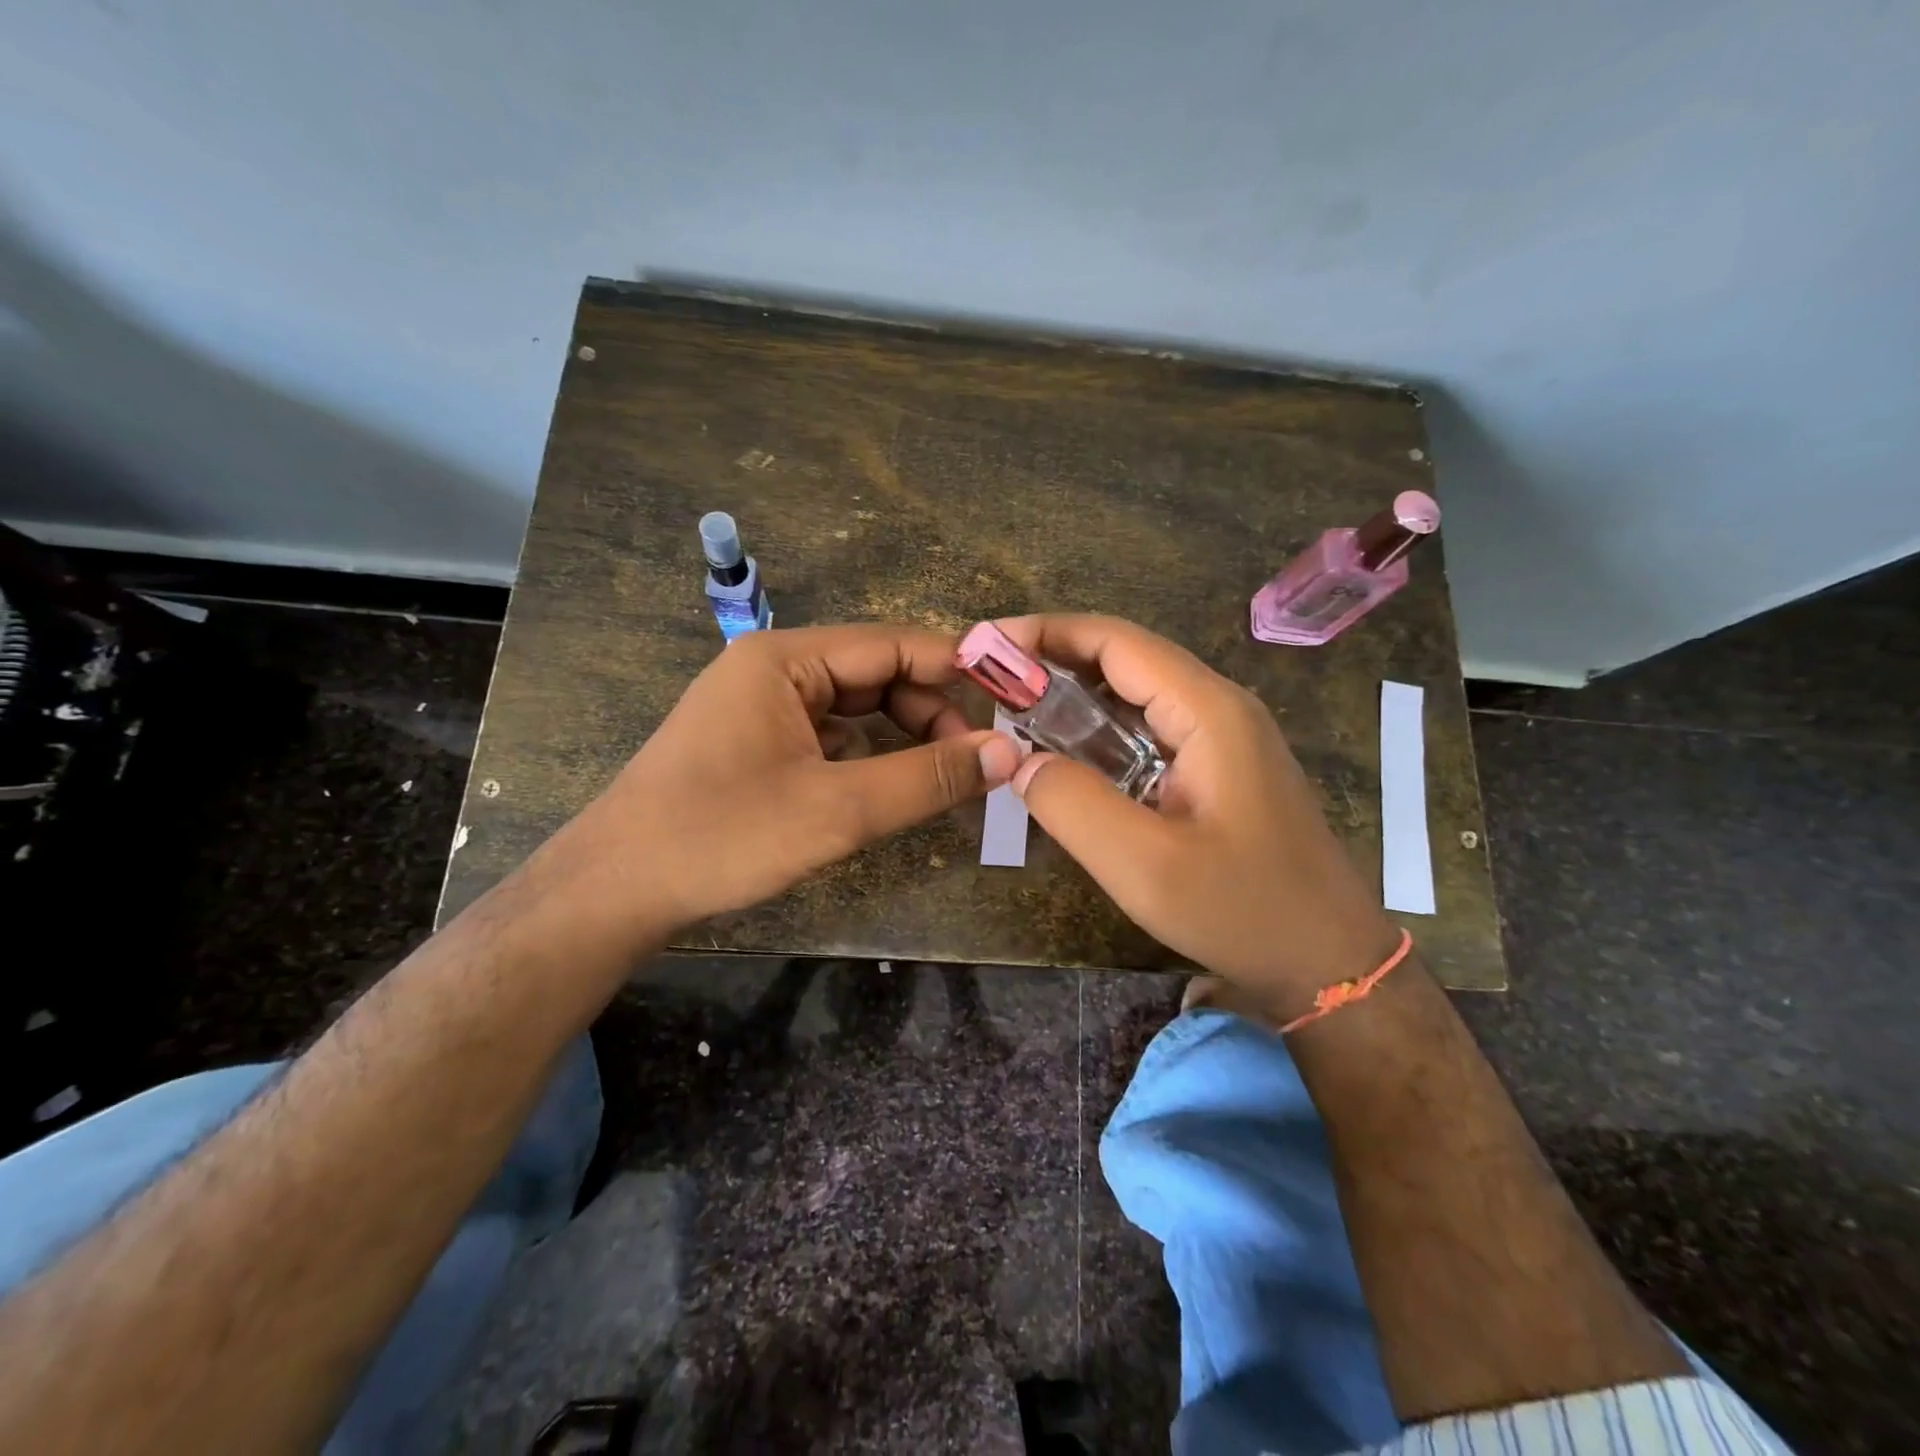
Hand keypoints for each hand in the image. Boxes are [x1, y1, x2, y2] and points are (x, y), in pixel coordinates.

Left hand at [557, 624, 1021, 939]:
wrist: (615, 890)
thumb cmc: (722, 837)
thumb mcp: (837, 810)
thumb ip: (927, 779)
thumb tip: (1006, 753)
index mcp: (786, 658)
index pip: (894, 643)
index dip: (958, 669)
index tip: (1012, 704)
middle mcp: (774, 667)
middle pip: (877, 673)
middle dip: (931, 712)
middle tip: (978, 762)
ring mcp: (763, 705)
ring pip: (857, 706)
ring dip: (904, 735)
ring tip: (946, 777)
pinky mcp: (758, 742)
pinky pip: (831, 734)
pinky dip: (869, 755)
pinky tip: (890, 786)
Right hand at [999, 615, 1400, 1016]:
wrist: (1329, 961)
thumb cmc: (1243, 911)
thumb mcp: (1144, 866)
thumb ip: (1073, 805)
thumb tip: (1020, 761)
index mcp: (1208, 710)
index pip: (1117, 642)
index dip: (1047, 633)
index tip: (987, 643)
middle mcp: (1219, 707)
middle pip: (1127, 659)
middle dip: (1054, 660)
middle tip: (988, 680)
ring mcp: (1224, 737)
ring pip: (1138, 694)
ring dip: (1076, 695)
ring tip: (1013, 710)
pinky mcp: (1221, 767)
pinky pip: (1150, 729)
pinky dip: (1101, 729)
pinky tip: (1067, 754)